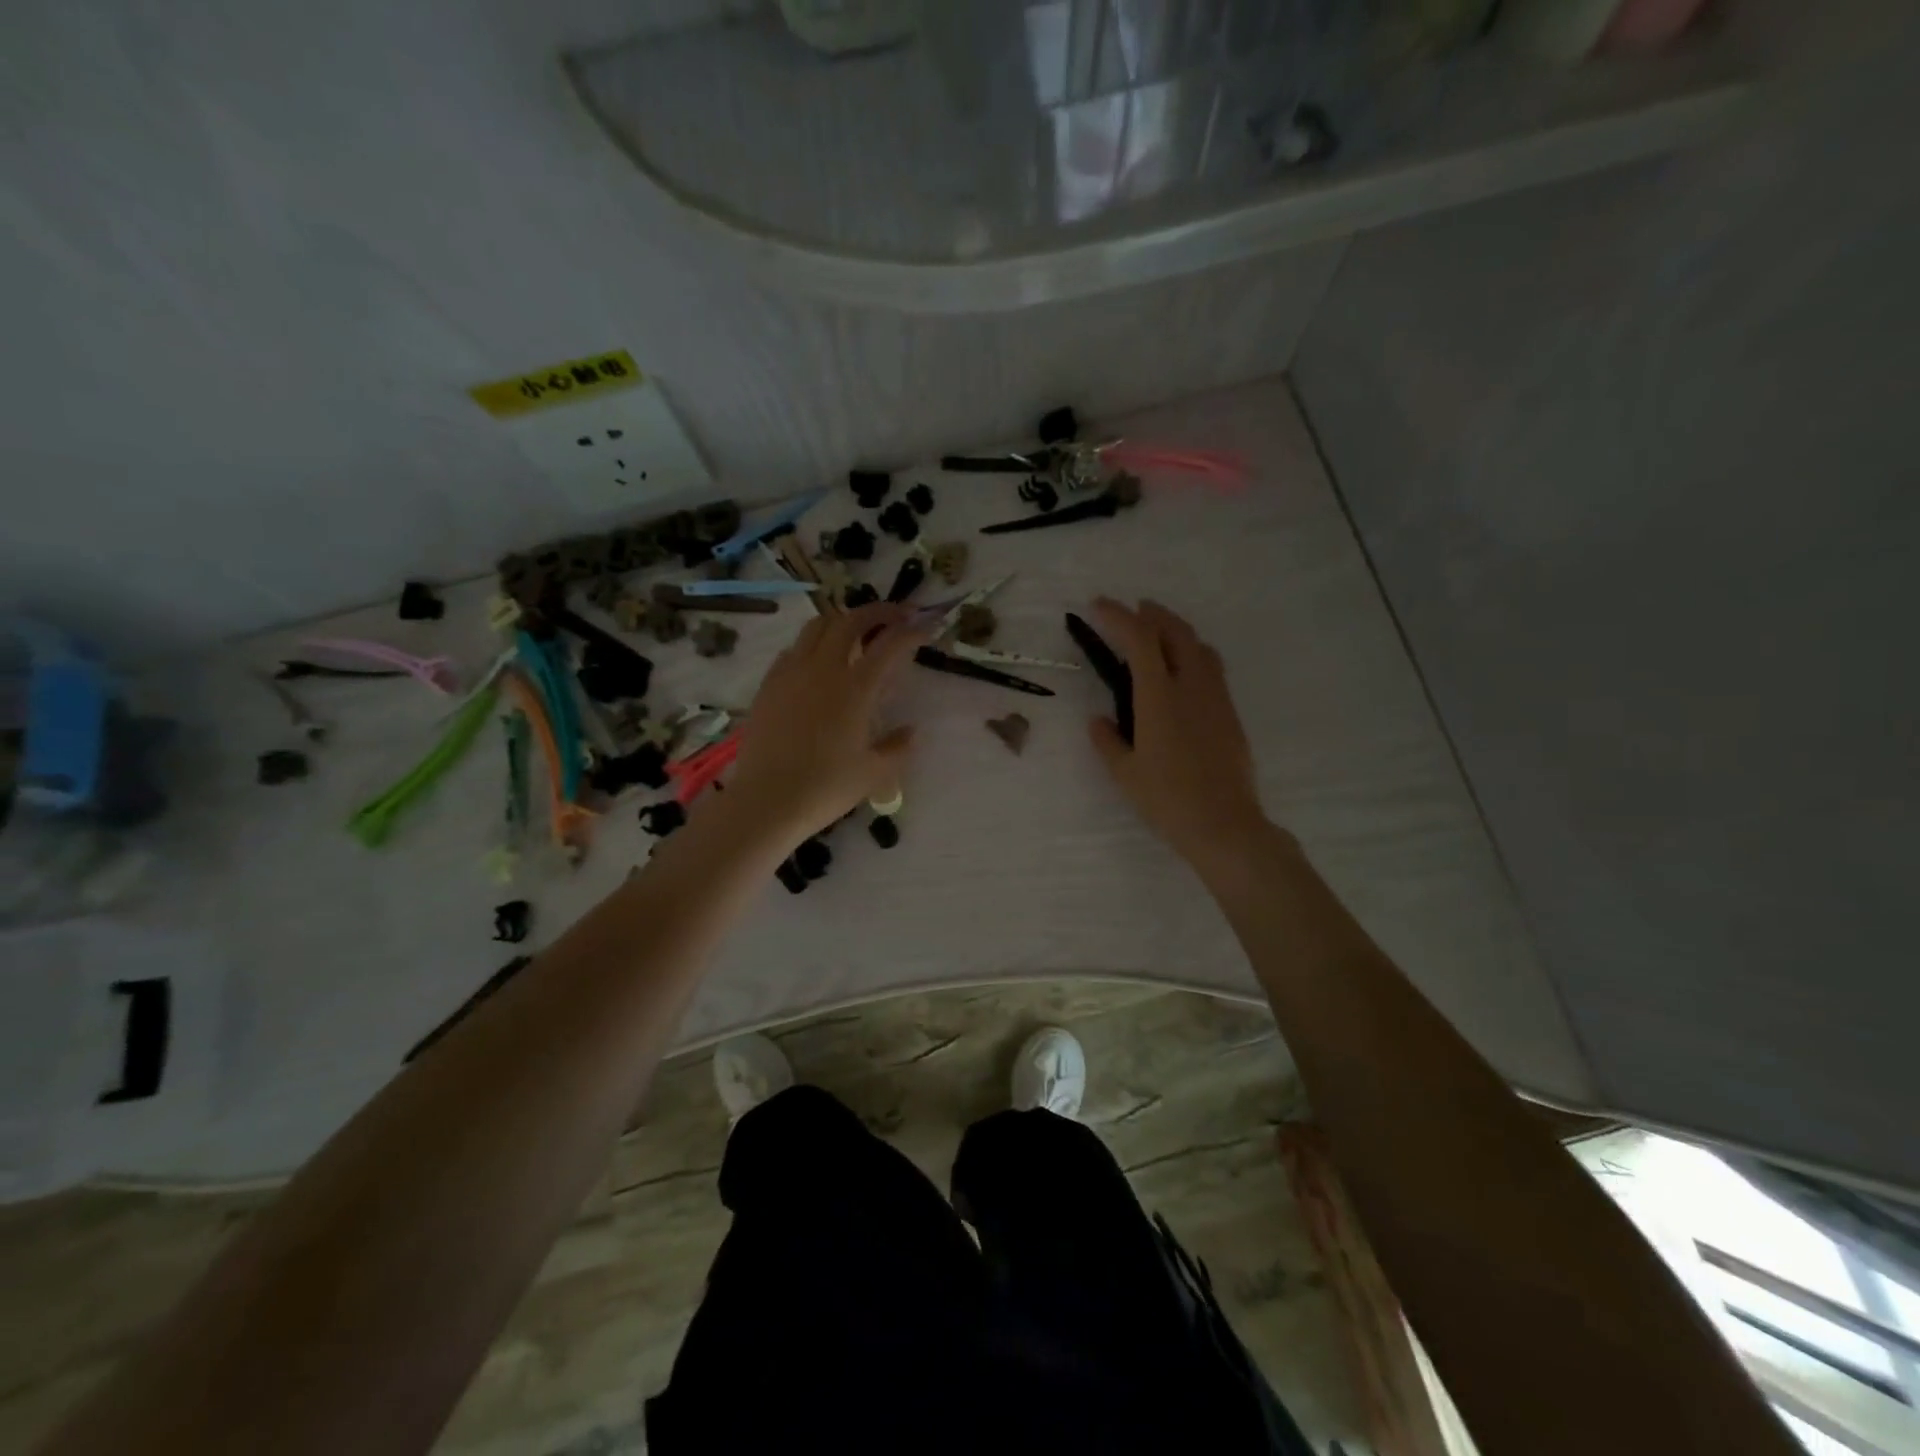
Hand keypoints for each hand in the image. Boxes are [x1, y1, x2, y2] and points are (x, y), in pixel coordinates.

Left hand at [725, 602, 926, 845]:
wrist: (767, 800)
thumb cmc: (826, 788)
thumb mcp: (875, 774)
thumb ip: (898, 748)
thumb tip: (911, 732)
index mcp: (855, 688)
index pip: (890, 644)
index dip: (912, 630)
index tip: (926, 625)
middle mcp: (823, 669)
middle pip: (851, 620)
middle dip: (878, 611)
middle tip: (896, 615)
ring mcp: (791, 672)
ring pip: (818, 626)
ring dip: (843, 620)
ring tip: (857, 631)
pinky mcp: (770, 684)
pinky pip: (794, 648)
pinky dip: (814, 642)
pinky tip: (819, 661)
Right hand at [1085, 598, 1271, 870]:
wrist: (1223, 824)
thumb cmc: (1167, 800)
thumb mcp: (1124, 773)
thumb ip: (1108, 740)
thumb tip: (1098, 720)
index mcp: (1159, 697)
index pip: (1139, 639)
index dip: (1118, 616)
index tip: (1099, 606)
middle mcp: (1191, 686)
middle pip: (1175, 632)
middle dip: (1152, 614)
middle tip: (1133, 610)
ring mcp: (1215, 698)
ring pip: (1199, 646)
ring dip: (1176, 630)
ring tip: (1159, 633)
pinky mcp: (1230, 713)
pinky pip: (1211, 668)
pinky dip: (1193, 653)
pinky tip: (1182, 671)